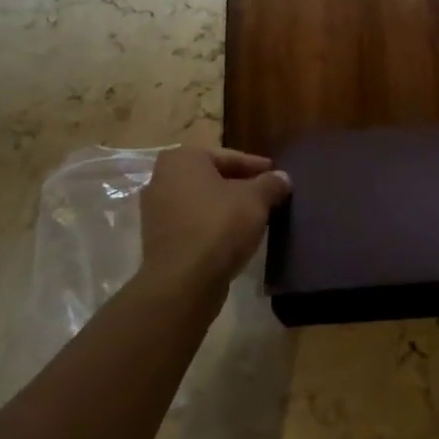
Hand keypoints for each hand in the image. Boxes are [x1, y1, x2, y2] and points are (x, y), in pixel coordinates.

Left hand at [138, 146, 290, 294]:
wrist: (183, 281)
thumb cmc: (219, 225)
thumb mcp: (256, 200)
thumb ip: (271, 184)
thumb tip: (283, 178)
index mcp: (183, 159)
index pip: (228, 157)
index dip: (255, 166)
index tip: (275, 174)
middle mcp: (162, 178)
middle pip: (212, 178)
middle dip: (239, 186)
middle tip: (266, 194)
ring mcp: (155, 210)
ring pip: (201, 202)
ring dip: (225, 207)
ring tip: (253, 216)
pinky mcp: (157, 239)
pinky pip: (192, 223)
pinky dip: (211, 225)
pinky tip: (233, 236)